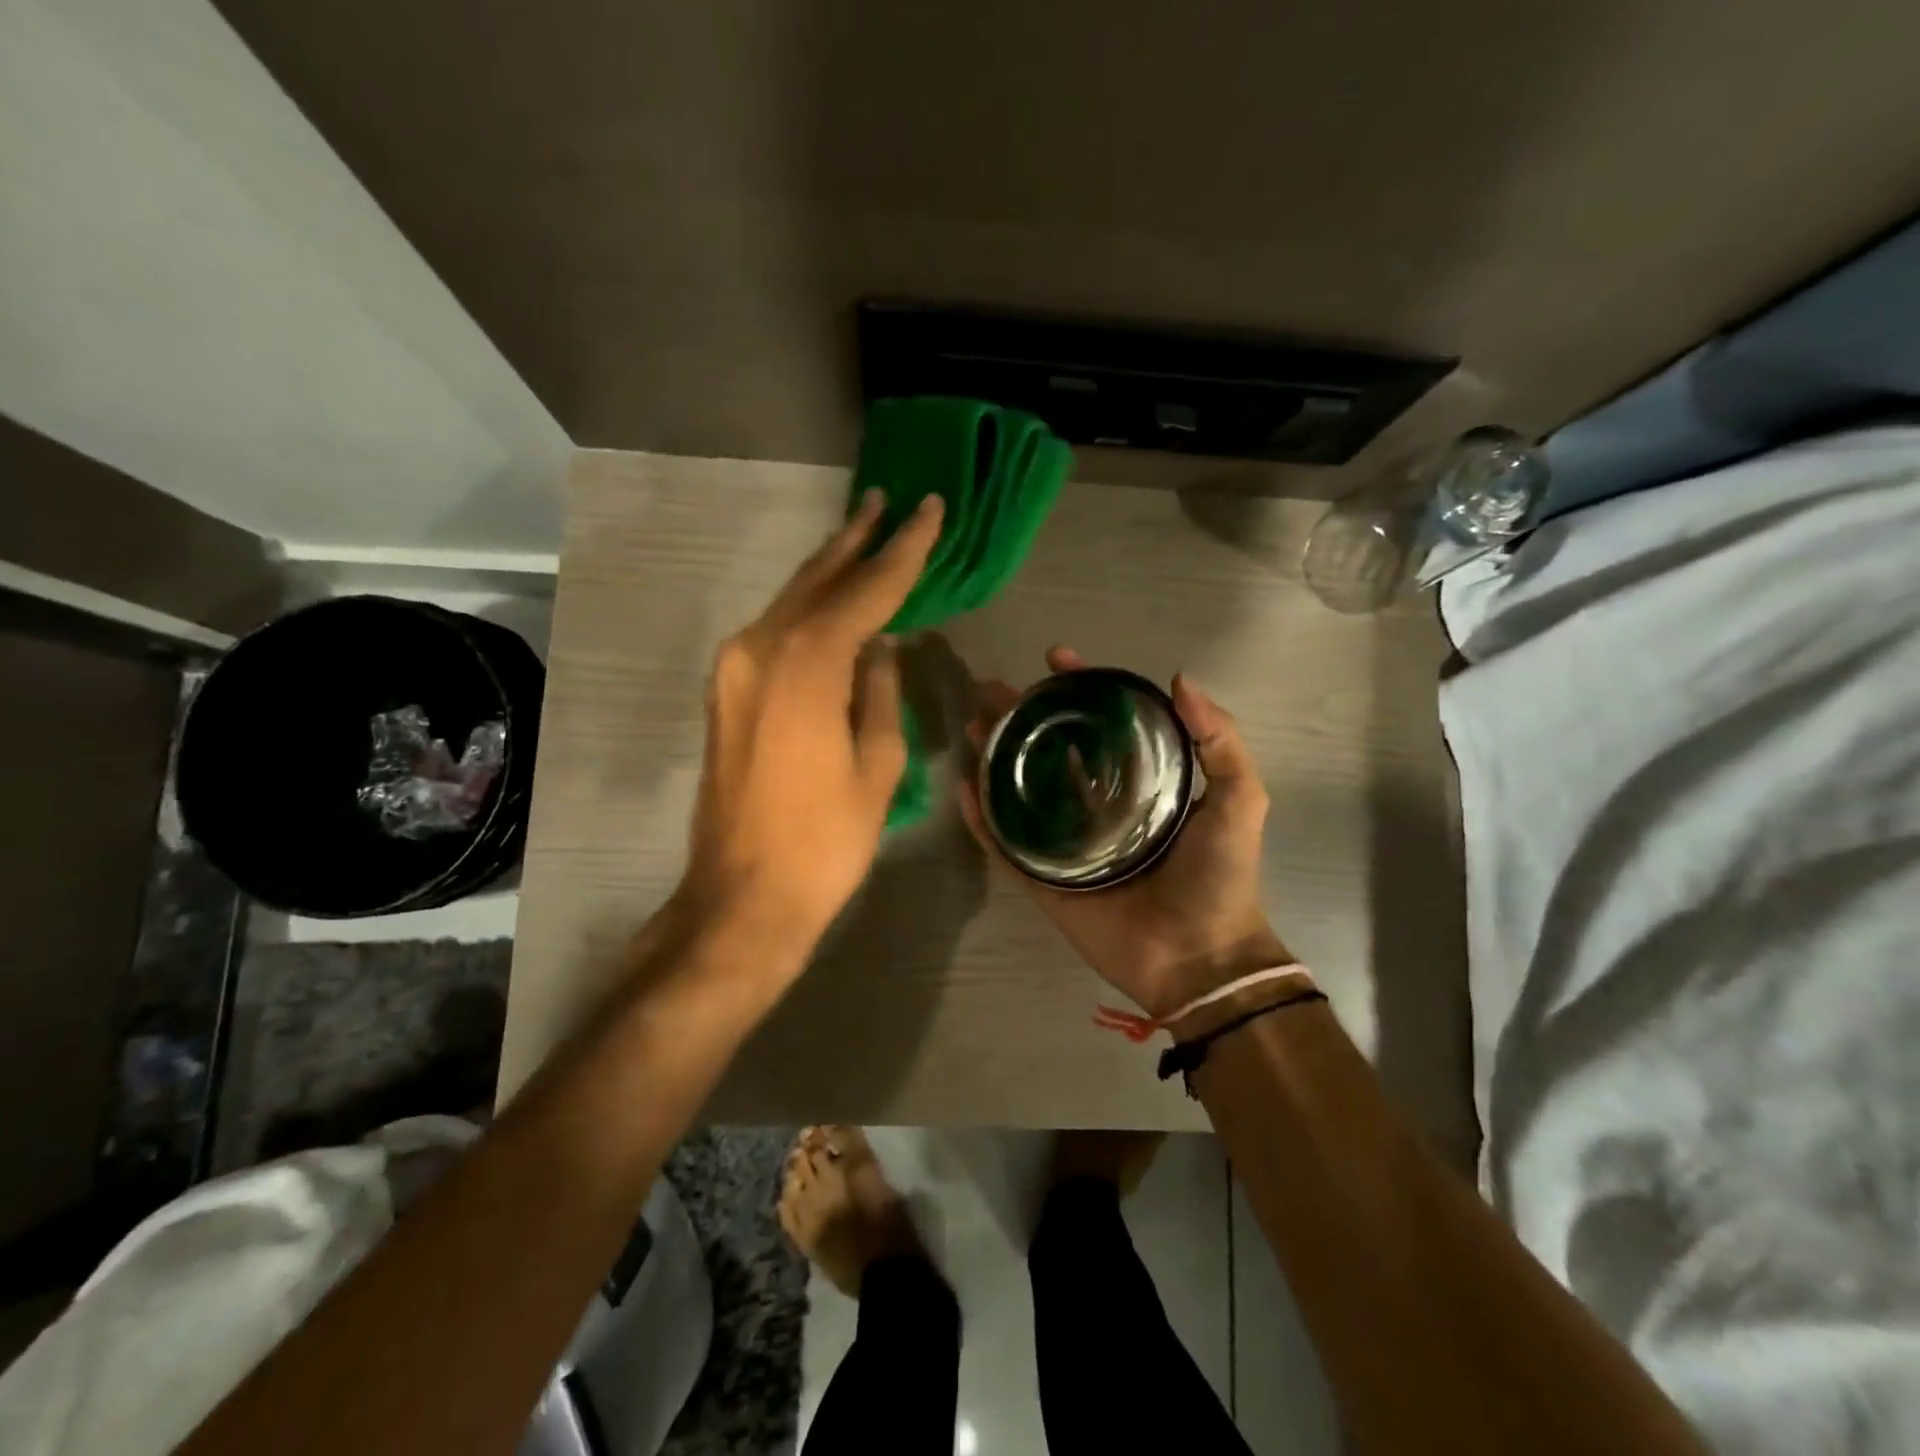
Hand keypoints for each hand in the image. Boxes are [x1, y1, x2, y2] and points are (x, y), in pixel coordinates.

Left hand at [675, 489, 943, 953]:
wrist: (743, 896)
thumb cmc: (825, 839)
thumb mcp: (876, 764)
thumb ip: (880, 692)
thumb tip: (881, 647)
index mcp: (806, 663)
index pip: (866, 590)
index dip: (903, 551)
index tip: (929, 510)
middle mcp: (760, 649)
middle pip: (817, 581)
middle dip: (856, 541)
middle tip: (888, 502)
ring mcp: (734, 670)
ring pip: (790, 602)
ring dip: (828, 570)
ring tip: (862, 536)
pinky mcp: (725, 693)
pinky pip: (773, 632)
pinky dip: (806, 608)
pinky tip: (829, 601)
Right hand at [958, 648, 1292, 1018]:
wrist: (1199, 956)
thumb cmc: (1219, 877)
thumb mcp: (1240, 800)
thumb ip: (1220, 740)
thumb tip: (1179, 679)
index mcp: (1142, 781)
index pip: (1103, 723)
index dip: (1080, 687)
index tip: (1055, 658)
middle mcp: (1099, 803)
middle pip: (1052, 749)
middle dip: (1022, 717)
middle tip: (991, 691)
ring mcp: (1067, 841)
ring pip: (1022, 790)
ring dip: (996, 756)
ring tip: (973, 728)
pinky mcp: (1044, 878)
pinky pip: (1006, 843)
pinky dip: (983, 818)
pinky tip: (966, 787)